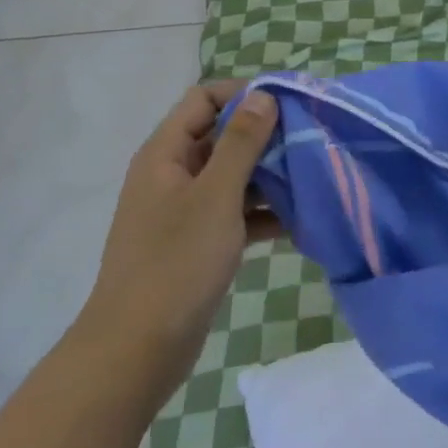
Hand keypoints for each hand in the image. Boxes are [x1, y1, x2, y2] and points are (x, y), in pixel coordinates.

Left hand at [76, 82, 280, 390]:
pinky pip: (235, 212)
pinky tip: (298, 220)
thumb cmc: (175, 264)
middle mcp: (172, 174)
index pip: (204, 99)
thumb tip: (262, 94)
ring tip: (312, 175)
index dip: (243, 93)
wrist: (135, 354)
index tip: (286, 104)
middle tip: (309, 138)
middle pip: (222, 135)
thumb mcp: (216, 196)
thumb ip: (241, 142)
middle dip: (265, 135)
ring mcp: (184, 210)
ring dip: (269, 174)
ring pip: (232, 175)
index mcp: (166, 153)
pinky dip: (262, 212)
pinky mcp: (197, 243)